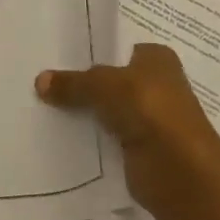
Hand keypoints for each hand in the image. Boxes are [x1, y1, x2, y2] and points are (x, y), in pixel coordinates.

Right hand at [36, 43, 219, 219]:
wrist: (179, 172)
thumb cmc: (149, 109)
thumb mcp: (103, 85)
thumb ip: (73, 83)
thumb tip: (39, 81)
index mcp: (157, 58)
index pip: (118, 47)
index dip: (91, 51)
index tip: (57, 54)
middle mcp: (157, 85)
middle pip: (111, 80)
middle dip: (83, 83)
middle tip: (43, 79)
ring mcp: (150, 119)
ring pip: (107, 109)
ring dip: (85, 112)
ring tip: (43, 105)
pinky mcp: (140, 150)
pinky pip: (107, 138)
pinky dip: (90, 139)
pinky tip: (60, 134)